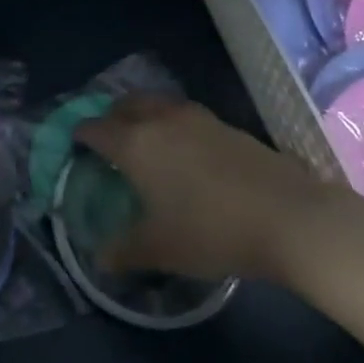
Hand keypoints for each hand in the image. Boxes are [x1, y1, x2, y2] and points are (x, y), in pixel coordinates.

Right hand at [75, 95, 319, 281]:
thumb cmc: (211, 231)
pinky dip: (172, 123)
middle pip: (124, 105)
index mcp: (135, 143)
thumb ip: (124, 251)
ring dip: (142, 114)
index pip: (95, 128)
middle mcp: (160, 120)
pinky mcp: (225, 124)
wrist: (287, 217)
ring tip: (144, 140)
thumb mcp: (160, 249)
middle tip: (107, 139)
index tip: (76, 146)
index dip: (80, 135)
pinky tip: (184, 150)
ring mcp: (196, 118)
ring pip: (156, 103)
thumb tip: (101, 258)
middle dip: (110, 117)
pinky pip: (184, 114)